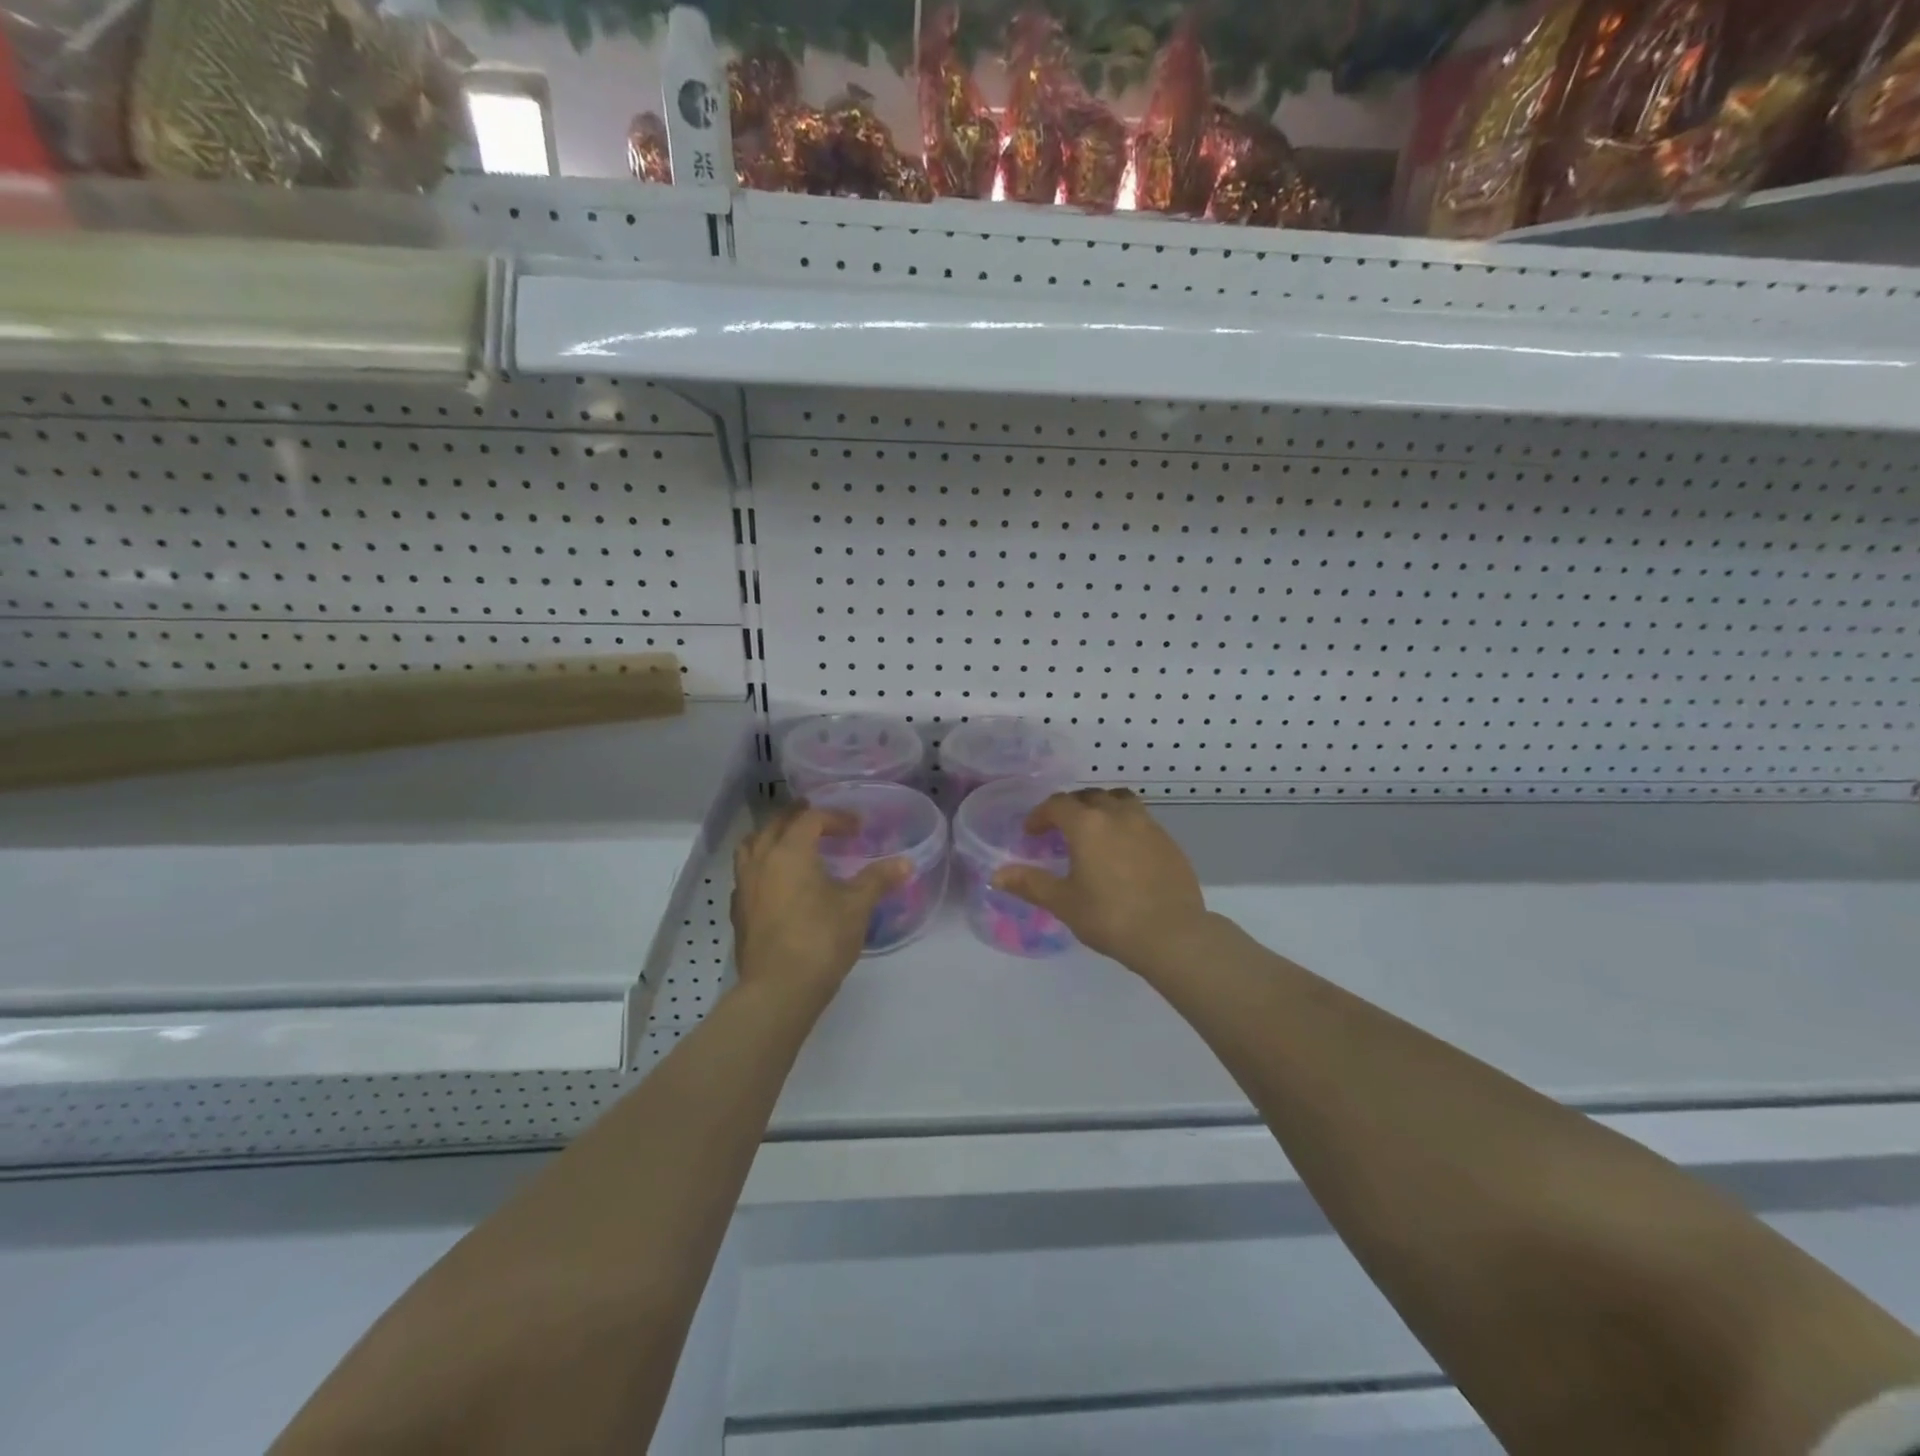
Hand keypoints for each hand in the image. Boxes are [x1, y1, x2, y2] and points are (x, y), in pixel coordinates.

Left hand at [731, 803, 907, 999]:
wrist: (778, 990)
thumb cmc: (821, 939)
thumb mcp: (857, 907)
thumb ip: (878, 880)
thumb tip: (906, 863)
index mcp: (790, 851)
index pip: (810, 818)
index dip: (835, 817)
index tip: (858, 829)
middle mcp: (761, 861)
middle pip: (776, 824)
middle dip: (800, 817)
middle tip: (822, 822)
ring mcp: (744, 887)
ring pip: (752, 846)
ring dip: (773, 837)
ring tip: (794, 844)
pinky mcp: (738, 912)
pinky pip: (747, 874)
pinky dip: (762, 866)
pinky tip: (778, 882)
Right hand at [991, 787, 1208, 967]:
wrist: (1172, 935)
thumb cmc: (1110, 917)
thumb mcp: (1063, 903)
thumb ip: (1030, 884)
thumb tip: (997, 876)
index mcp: (1087, 824)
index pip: (1057, 804)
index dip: (1040, 815)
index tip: (1032, 833)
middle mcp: (1118, 815)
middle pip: (1089, 796)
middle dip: (1070, 808)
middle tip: (1060, 830)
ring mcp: (1148, 825)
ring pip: (1120, 801)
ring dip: (1102, 808)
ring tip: (1094, 831)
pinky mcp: (1168, 841)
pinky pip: (1141, 820)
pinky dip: (1125, 825)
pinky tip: (1123, 852)